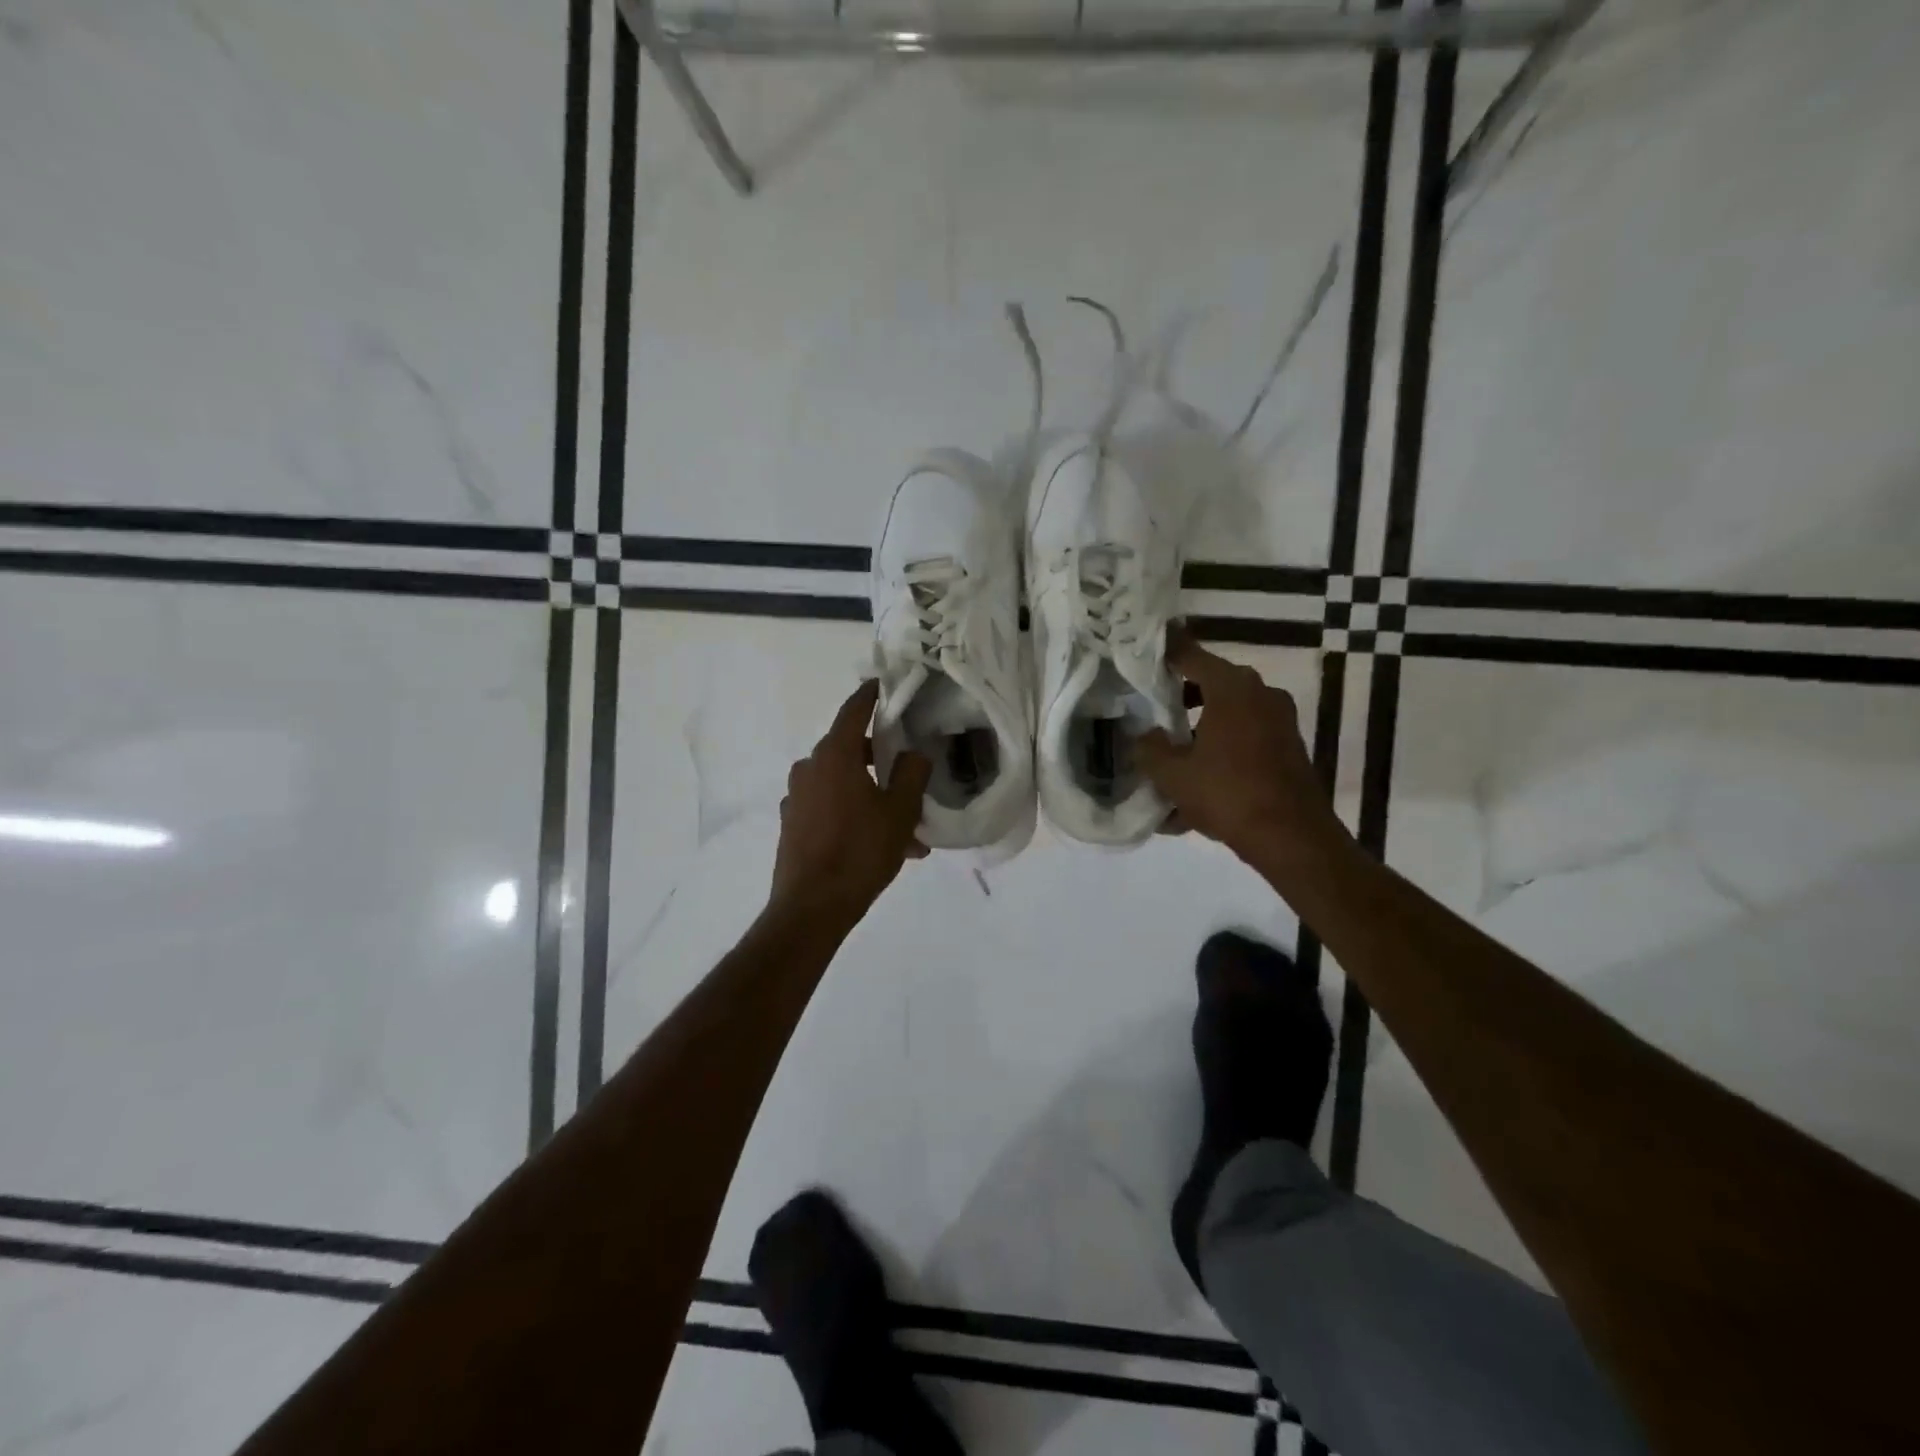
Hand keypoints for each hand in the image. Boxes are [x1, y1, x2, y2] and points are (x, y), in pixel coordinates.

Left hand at [769, 680, 931, 925]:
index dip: (870, 695)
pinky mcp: (792, 823)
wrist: (811, 907)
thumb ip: (912, 774)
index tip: (882, 685)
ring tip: (906, 831)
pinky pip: (830, 807)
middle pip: (850, 750)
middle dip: (882, 762)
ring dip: (872, 796)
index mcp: (835, 756)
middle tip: (910, 779)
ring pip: (843, 784)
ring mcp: (797, 797)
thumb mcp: (901, 812)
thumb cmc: (860, 852)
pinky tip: (878, 845)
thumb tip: (913, 754)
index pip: (854, 711)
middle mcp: (810, 768)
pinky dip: (853, 814)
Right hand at [1137, 627, 1348, 868]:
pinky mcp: (1288, 749)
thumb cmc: (1227, 794)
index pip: (1190, 656)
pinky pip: (1244, 741)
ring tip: (1171, 757)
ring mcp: (1280, 722)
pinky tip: (1196, 787)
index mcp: (1232, 689)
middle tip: (1152, 709)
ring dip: (1200, 730)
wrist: (1292, 837)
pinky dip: (1220, 754)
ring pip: (1229, 716)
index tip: (1145, 648)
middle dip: (1181, 698)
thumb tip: (1146, 736)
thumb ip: (1150, 749)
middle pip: (1212, 685)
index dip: (1165, 652)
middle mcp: (1261, 695)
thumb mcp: (1173, 774)